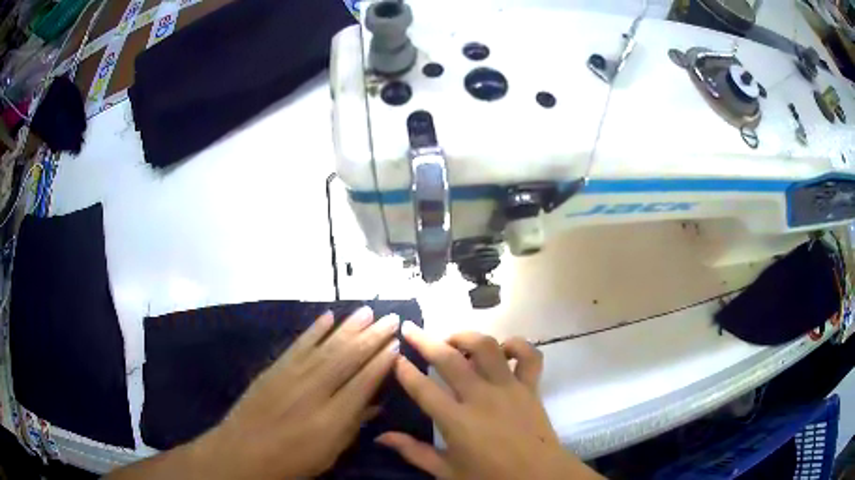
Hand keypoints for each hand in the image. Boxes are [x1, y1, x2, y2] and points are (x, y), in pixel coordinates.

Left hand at [199, 307, 399, 477]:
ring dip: (349, 326)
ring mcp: (292, 375)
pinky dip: (314, 329)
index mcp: (332, 417)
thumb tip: (375, 403)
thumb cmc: (292, 460)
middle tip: (391, 318)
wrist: (243, 451)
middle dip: (372, 336)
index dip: (382, 361)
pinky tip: (328, 316)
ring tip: (368, 311)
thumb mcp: (330, 453)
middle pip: (348, 358)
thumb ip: (353, 425)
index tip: (397, 343)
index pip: (364, 382)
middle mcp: (315, 390)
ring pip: (326, 346)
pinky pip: (298, 344)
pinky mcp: (275, 368)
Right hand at [377, 323, 601, 479]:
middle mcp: (481, 398)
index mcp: (457, 422)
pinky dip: (517, 345)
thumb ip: (414, 452)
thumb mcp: (447, 472)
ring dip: (466, 337)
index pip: (423, 389)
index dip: (404, 371)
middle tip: (411, 329)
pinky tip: (502, 349)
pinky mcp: (531, 387)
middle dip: (425, 340)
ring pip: (487, 348)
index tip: (394, 357)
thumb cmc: (490, 477)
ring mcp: (509, 388)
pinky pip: (529, 355)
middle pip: (449, 359)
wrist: (539, 477)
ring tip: (452, 340)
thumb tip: (381, 437)